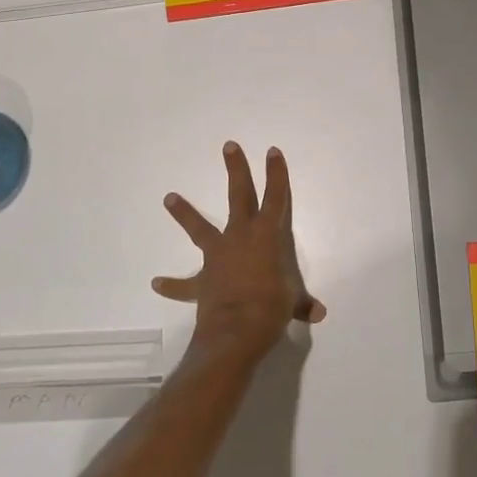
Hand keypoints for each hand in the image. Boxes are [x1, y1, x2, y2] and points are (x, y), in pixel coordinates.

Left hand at [154, 142, 326, 360]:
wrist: (236, 331)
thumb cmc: (272, 308)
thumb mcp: (293, 303)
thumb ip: (302, 304)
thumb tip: (318, 313)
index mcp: (268, 235)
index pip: (276, 196)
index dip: (277, 173)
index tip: (272, 151)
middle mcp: (241, 236)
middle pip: (239, 195)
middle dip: (236, 169)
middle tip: (229, 146)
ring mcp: (217, 256)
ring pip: (199, 228)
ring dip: (185, 213)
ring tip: (169, 197)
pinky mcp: (201, 281)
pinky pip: (184, 283)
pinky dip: (172, 284)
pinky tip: (157, 282)